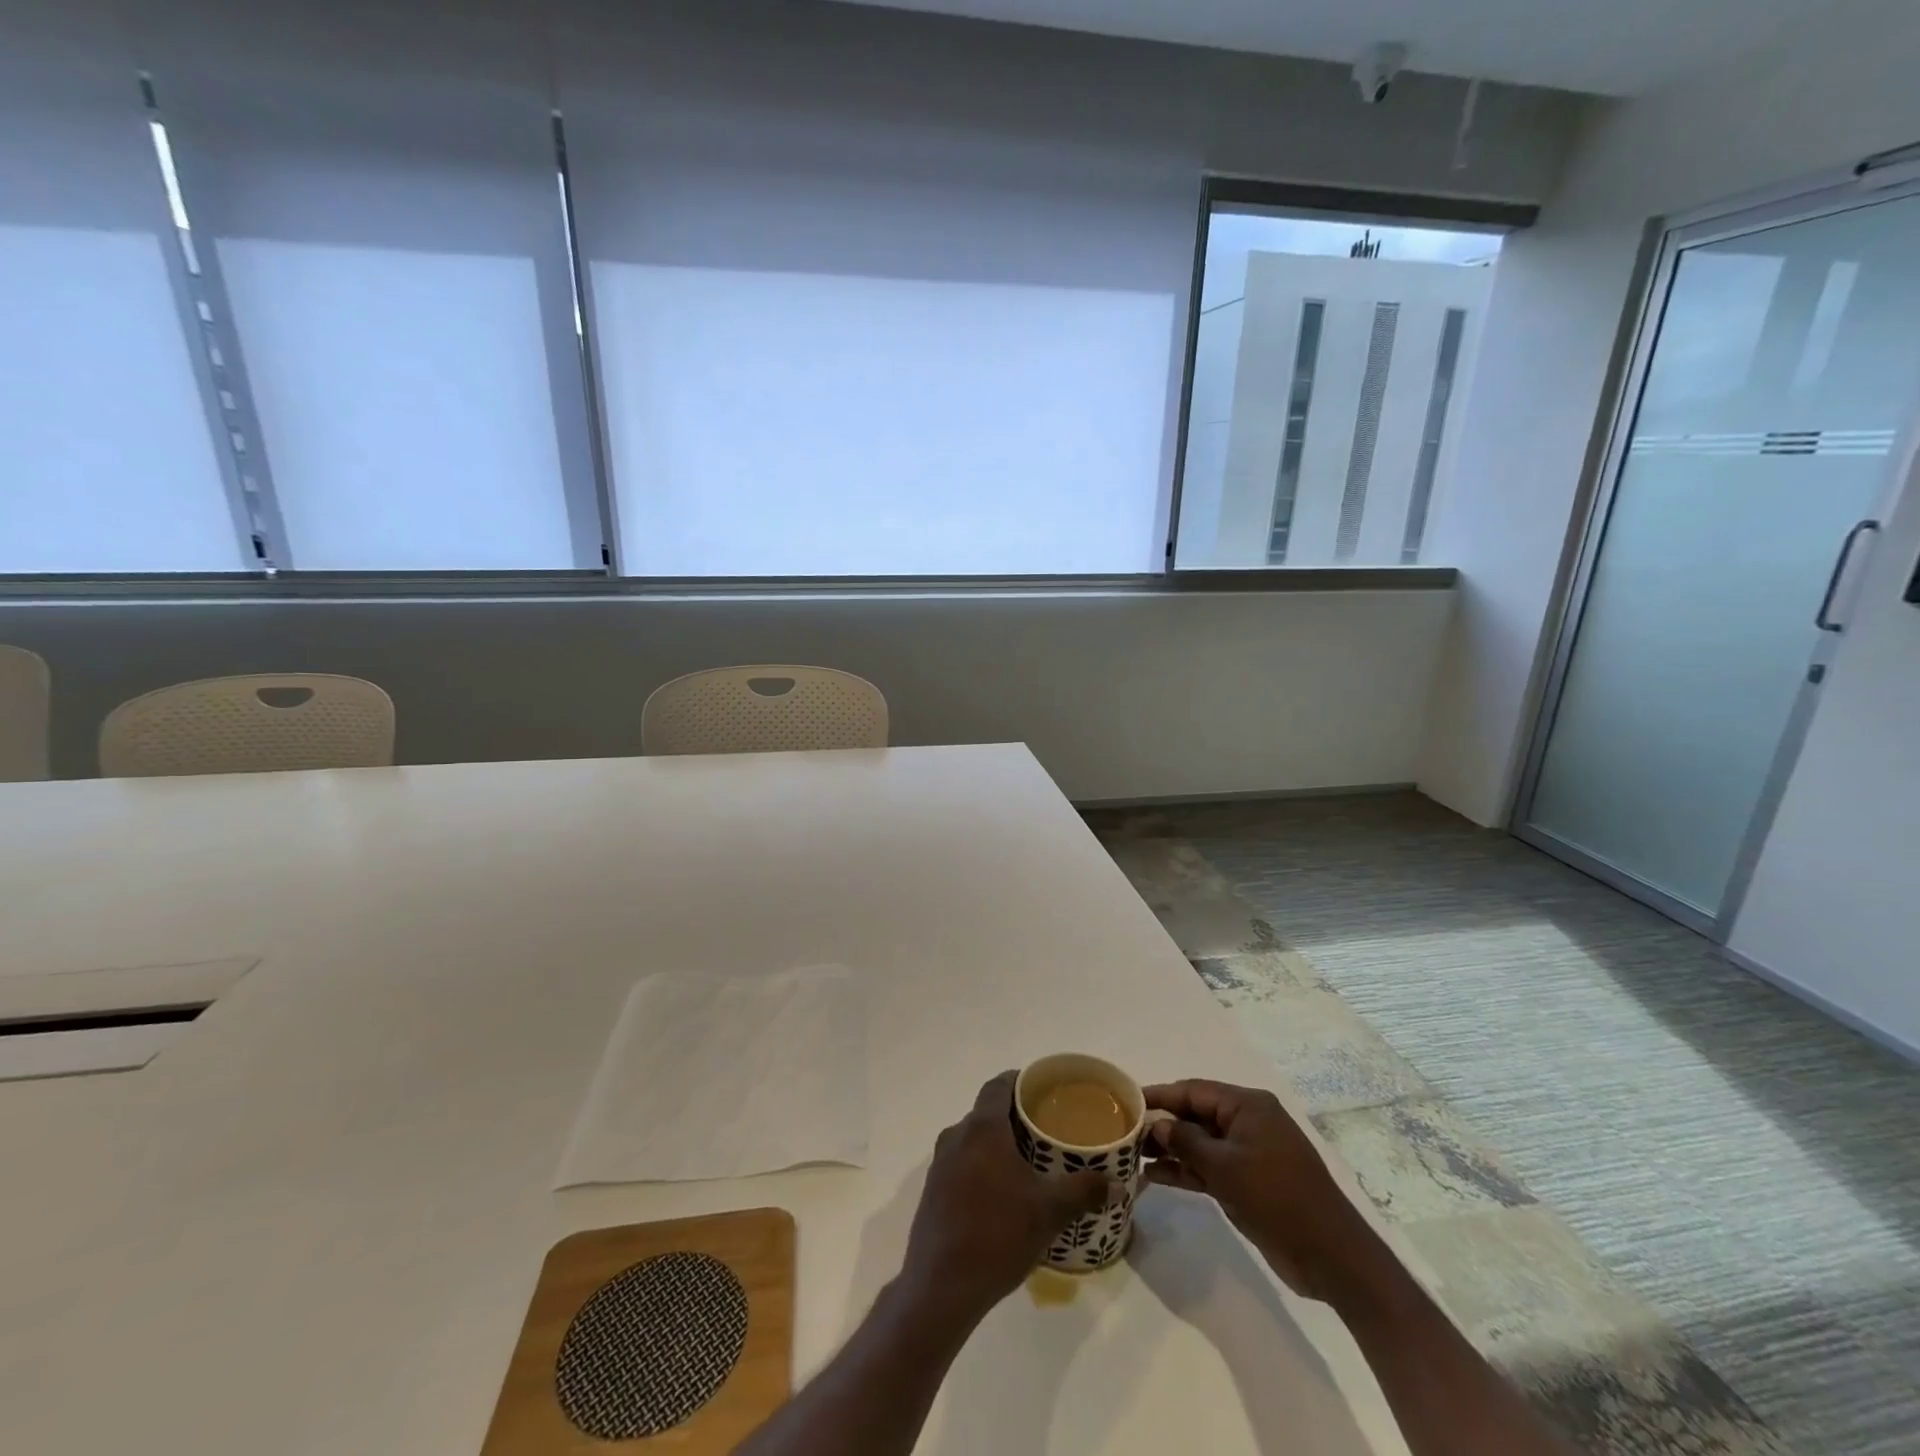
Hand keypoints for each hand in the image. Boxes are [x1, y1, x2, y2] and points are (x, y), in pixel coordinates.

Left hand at [900, 1071, 1109, 1323]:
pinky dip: (983, 1166)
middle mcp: (957, 1136)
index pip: (999, 1084)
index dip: (1021, 1081)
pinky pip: (962, 1163)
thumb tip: (1119, 1183)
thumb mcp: (1050, 1211)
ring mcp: (940, 1164)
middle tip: (1046, 1130)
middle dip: (1015, 1117)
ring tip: (1029, 1163)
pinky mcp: (933, 1191)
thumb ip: (1084, 1191)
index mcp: (982, 1127)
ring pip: (973, 1139)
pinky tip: (1003, 1195)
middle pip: (987, 1111)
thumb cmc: (998, 1234)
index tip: (1044, 1090)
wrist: (941, 1286)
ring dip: (998, 1144)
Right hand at [1144, 1079, 1374, 1305]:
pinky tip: (1155, 1177)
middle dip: (1162, 1125)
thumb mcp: (1226, 1167)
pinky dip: (1186, 1171)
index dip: (1159, 1095)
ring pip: (1200, 1143)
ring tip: (1132, 1158)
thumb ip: (1186, 1142)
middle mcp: (1247, 1122)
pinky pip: (1210, 1167)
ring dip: (1170, 1150)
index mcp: (1247, 1106)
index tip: (1125, 1102)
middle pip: (1195, 1115)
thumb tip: (1158, 1125)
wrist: (1331, 1257)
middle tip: (1124, 1134)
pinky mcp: (1248, 1182)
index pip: (1193, 1091)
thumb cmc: (1278, 1198)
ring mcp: (1248, 1153)